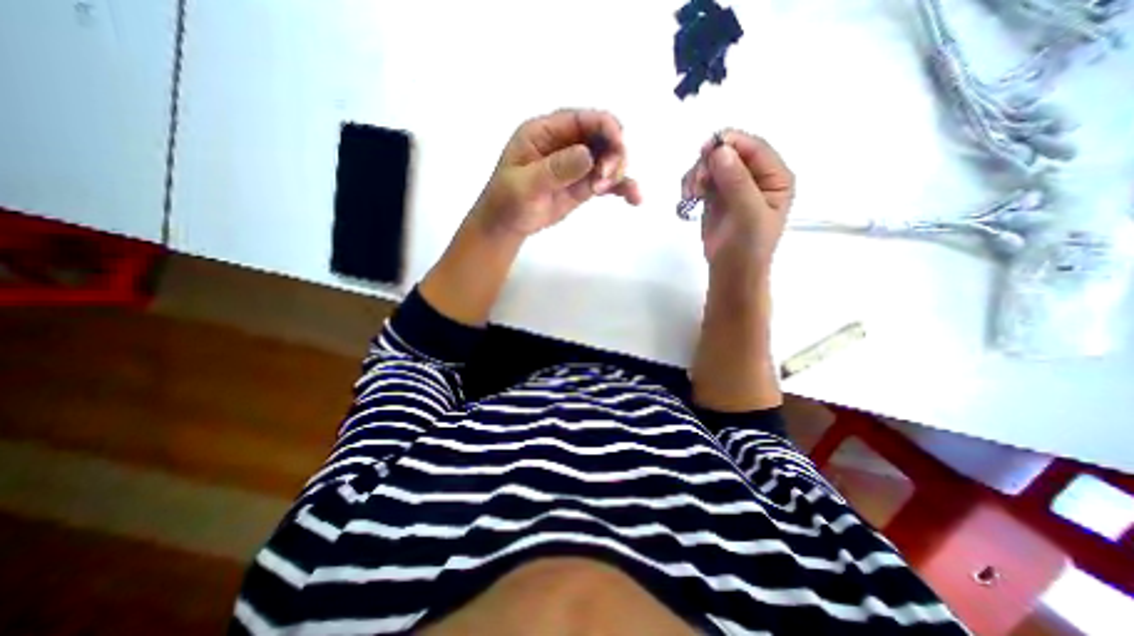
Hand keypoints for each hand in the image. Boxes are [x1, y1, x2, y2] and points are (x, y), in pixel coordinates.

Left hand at [474, 110, 640, 237]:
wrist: (507, 225)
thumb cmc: (507, 201)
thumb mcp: (524, 185)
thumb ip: (555, 170)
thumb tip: (588, 155)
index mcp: (546, 132)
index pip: (582, 119)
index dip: (605, 126)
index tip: (618, 144)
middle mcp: (565, 143)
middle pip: (602, 136)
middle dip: (612, 153)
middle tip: (605, 178)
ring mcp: (577, 165)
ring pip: (609, 158)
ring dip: (617, 171)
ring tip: (606, 189)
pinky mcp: (584, 184)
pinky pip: (607, 181)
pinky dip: (622, 187)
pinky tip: (635, 199)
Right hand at [677, 130, 789, 268]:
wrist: (731, 270)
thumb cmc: (748, 246)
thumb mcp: (749, 214)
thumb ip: (737, 182)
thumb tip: (720, 151)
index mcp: (774, 177)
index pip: (754, 148)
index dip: (731, 143)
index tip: (706, 149)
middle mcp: (755, 177)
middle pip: (730, 152)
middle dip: (709, 162)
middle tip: (697, 182)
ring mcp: (733, 186)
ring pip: (712, 164)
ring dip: (697, 174)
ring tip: (692, 194)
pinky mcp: (715, 196)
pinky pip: (701, 179)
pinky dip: (692, 184)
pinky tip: (689, 197)